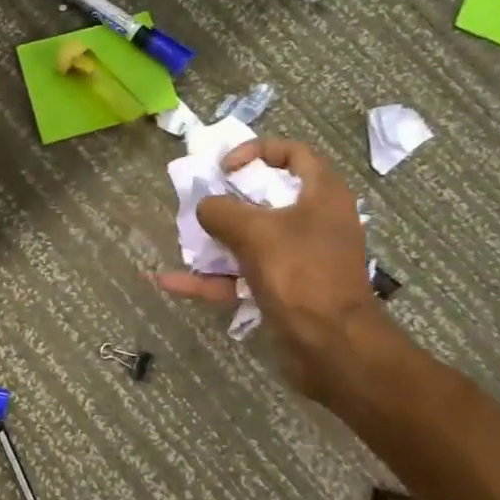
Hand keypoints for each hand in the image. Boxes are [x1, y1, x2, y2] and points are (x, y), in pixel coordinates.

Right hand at [156, 138, 395, 398]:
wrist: (332, 346)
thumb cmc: (300, 274)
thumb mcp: (255, 232)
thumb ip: (222, 211)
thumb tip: (205, 208)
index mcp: (321, 195)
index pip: (293, 153)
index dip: (256, 152)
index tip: (224, 169)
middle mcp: (313, 222)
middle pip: (266, 199)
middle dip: (227, 200)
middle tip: (199, 203)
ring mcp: (298, 259)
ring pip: (249, 240)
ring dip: (214, 241)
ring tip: (182, 239)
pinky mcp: (283, 291)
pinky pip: (240, 277)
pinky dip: (209, 279)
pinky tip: (168, 281)